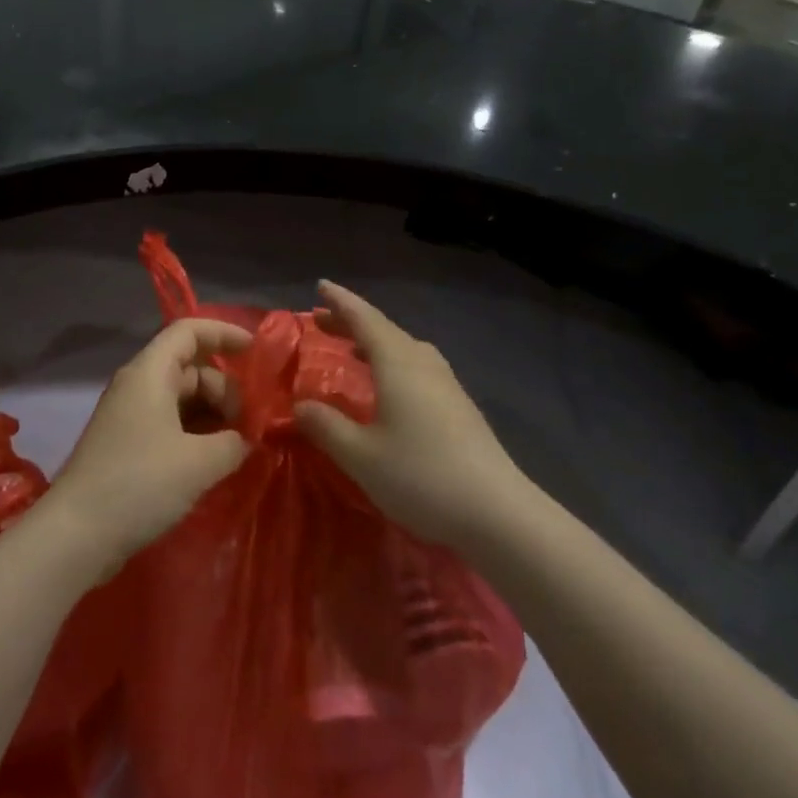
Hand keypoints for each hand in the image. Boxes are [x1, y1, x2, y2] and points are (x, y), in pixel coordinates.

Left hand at [39, 317, 251, 576]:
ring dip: (213, 416)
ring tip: (238, 446)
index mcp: (150, 374)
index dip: (224, 333)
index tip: (257, 353)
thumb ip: (234, 441)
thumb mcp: (200, 463)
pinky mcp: (127, 446)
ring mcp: (129, 417)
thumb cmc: (139, 484)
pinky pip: (170, 424)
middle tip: (250, 426)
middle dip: (226, 389)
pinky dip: (196, 435)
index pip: (189, 331)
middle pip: (190, 368)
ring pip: (182, 399)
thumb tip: (246, 438)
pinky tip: (214, 462)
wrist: (75, 535)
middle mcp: (137, 386)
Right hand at [295, 282, 530, 550]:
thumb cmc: (421, 476)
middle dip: (352, 322)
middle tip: (322, 320)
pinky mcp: (459, 407)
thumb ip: (326, 426)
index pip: (365, 320)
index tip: (320, 286)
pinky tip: (387, 387)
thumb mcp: (360, 455)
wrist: (497, 512)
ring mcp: (447, 385)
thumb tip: (300, 405)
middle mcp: (424, 364)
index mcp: (399, 364)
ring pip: (405, 348)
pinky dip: (392, 362)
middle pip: (385, 331)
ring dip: (374, 342)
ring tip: (352, 349)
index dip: (341, 303)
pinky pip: (417, 367)